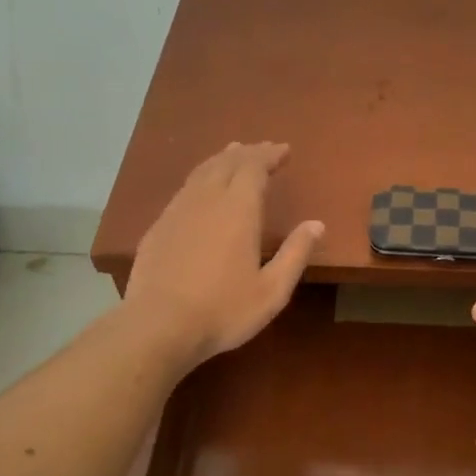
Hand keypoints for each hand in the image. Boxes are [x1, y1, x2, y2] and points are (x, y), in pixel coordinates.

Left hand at [121, 142, 322, 371]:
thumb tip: (317, 224)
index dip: (270, 155)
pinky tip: (201, 191)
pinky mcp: (158, 228)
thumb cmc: (223, 310)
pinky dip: (200, 179)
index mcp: (238, 209)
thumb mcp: (272, 290)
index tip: (284, 150)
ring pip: (201, 172)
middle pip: (227, 162)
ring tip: (233, 155)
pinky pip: (184, 190)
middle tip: (264, 149)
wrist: (159, 326)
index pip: (254, 167)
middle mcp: (206, 200)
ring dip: (221, 160)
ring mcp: (177, 211)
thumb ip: (295, 254)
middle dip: (248, 152)